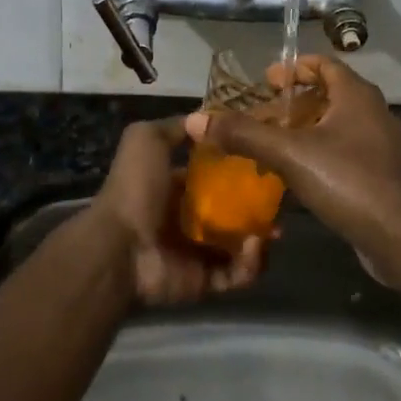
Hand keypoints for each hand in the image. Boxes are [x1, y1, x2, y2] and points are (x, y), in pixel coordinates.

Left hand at [90, 118, 264, 306]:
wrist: (120, 247)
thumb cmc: (135, 188)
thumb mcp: (146, 139)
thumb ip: (174, 128)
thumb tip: (204, 118)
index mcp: (175, 186)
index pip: (215, 176)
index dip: (240, 168)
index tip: (267, 161)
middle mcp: (188, 218)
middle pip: (234, 211)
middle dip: (259, 206)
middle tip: (280, 201)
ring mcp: (198, 252)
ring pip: (242, 244)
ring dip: (261, 237)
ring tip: (274, 229)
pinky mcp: (206, 281)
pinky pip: (238, 274)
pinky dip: (251, 264)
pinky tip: (254, 247)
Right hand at [183, 55, 400, 255]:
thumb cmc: (348, 181)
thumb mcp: (290, 154)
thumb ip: (244, 134)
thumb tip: (197, 119)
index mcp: (357, 95)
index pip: (324, 64)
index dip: (294, 68)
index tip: (266, 81)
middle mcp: (373, 112)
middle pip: (328, 95)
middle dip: (293, 103)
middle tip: (261, 116)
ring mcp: (381, 145)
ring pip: (336, 125)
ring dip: (304, 130)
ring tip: (271, 146)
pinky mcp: (382, 174)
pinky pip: (345, 151)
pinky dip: (319, 153)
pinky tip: (297, 176)